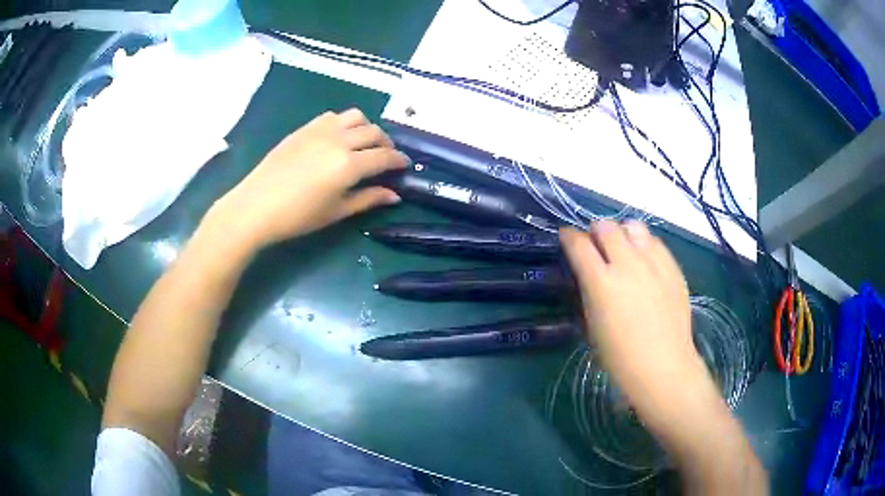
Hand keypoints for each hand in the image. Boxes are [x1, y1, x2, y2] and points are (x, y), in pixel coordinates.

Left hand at [209, 109, 407, 248]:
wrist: (256, 206)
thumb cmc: (298, 216)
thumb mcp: (336, 211)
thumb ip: (368, 199)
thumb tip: (395, 196)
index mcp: (349, 164)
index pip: (384, 157)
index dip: (399, 161)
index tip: (405, 166)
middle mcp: (339, 140)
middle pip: (374, 132)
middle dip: (386, 144)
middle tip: (386, 158)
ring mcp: (320, 130)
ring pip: (355, 117)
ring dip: (366, 128)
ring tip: (363, 143)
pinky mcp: (305, 128)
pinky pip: (333, 116)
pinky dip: (344, 123)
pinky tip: (338, 138)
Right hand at [562, 221, 767, 494]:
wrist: (663, 366)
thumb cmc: (620, 356)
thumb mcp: (593, 324)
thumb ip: (590, 290)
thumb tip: (589, 272)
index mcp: (601, 282)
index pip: (578, 244)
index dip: (569, 237)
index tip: (567, 238)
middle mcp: (627, 264)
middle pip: (606, 227)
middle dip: (596, 231)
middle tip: (596, 245)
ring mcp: (654, 263)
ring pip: (634, 226)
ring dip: (623, 233)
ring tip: (624, 248)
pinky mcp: (673, 267)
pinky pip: (656, 242)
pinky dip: (645, 245)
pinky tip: (646, 262)